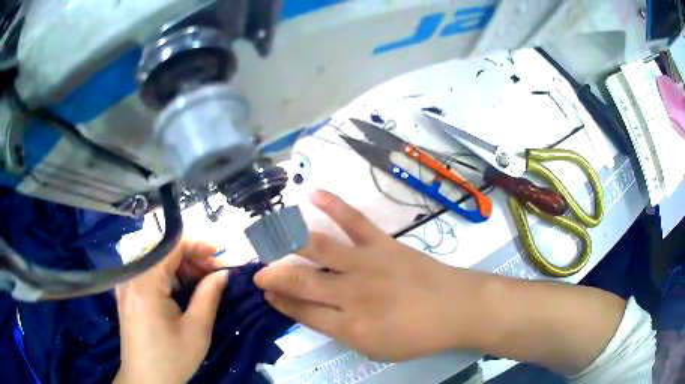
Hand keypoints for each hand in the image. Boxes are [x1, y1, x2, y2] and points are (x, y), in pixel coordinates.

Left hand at [114, 240, 228, 383]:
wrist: (146, 381)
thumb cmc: (172, 359)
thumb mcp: (197, 331)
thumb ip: (209, 296)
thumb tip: (222, 273)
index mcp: (145, 283)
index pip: (171, 246)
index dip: (197, 246)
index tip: (220, 256)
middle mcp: (131, 277)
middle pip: (163, 253)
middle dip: (192, 259)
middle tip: (215, 275)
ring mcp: (126, 285)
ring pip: (156, 263)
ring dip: (181, 269)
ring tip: (202, 285)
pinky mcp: (126, 294)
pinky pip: (148, 274)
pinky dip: (168, 278)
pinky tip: (181, 293)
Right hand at [254, 190, 477, 360]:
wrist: (457, 308)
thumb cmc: (418, 335)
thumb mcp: (376, 349)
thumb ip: (342, 332)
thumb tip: (314, 313)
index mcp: (349, 326)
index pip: (302, 311)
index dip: (280, 301)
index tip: (266, 292)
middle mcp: (351, 294)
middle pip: (300, 280)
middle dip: (273, 274)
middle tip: (258, 270)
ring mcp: (366, 264)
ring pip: (317, 248)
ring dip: (287, 241)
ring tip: (267, 235)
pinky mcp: (382, 244)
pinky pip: (353, 220)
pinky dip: (331, 204)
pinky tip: (310, 193)